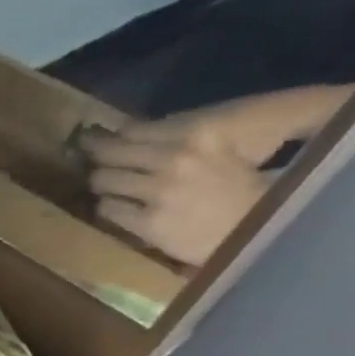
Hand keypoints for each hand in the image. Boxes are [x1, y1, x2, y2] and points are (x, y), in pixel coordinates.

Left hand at [82, 125, 271, 264]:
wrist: (265, 226)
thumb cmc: (249, 182)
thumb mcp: (222, 144)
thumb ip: (180, 133)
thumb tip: (130, 130)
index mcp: (197, 133)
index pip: (131, 130)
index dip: (107, 136)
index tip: (93, 139)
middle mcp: (174, 159)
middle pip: (109, 153)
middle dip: (97, 157)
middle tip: (89, 161)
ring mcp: (159, 192)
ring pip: (103, 180)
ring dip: (103, 183)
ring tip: (108, 186)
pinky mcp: (149, 222)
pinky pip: (108, 209)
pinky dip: (108, 207)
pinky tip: (116, 208)